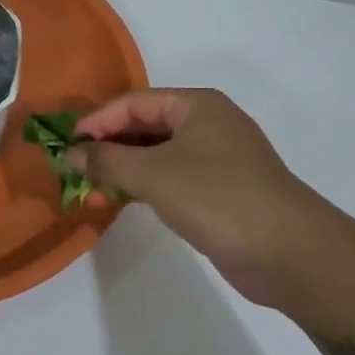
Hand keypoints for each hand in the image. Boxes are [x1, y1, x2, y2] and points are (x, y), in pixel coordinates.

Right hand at [68, 89, 305, 276]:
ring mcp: (215, 159)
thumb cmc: (217, 197)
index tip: (66, 147)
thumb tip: (71, 152)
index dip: (97, 122)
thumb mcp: (154, 174)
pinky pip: (169, 179)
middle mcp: (206, 124)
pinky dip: (142, 188)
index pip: (133, 102)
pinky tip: (119, 202)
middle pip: (143, 127)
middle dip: (107, 148)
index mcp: (196, 105)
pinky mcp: (217, 191)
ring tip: (90, 193)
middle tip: (73, 173)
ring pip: (155, 156)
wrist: (288, 251)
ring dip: (121, 171)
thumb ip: (107, 159)